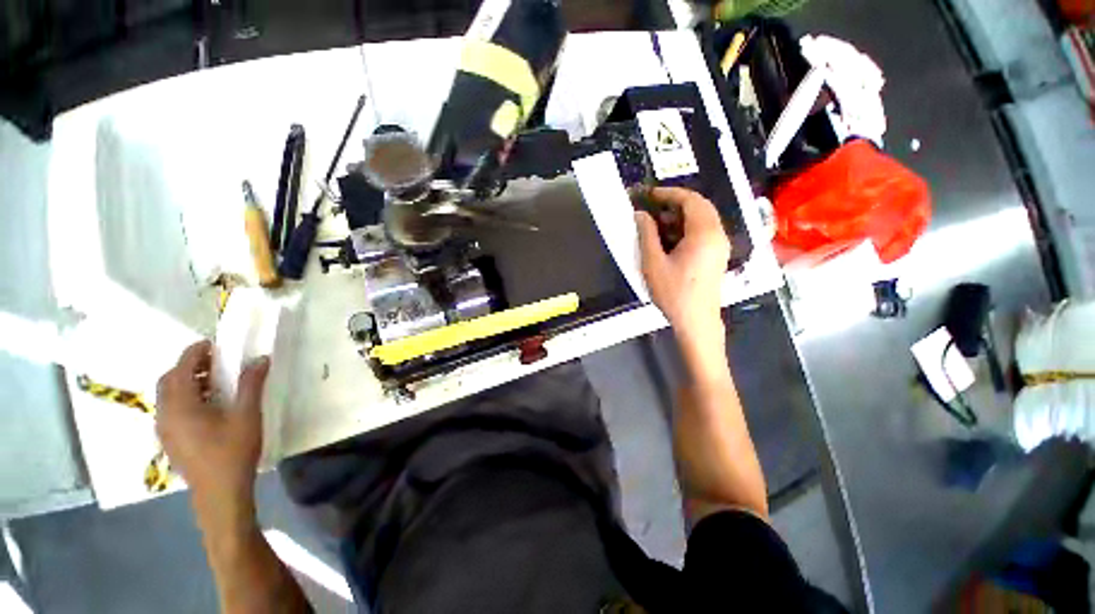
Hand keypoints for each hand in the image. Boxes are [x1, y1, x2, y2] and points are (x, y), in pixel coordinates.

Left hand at [156, 340, 268, 518]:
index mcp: (181, 405)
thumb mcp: (247, 415)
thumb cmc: (233, 451)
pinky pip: (170, 408)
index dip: (195, 352)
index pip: (181, 368)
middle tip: (216, 361)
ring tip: (214, 380)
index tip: (213, 343)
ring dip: (186, 381)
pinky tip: (207, 405)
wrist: (219, 492)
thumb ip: (251, 384)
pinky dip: (184, 397)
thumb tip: (260, 358)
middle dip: (189, 365)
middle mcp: (165, 414)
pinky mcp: (170, 439)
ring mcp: (164, 429)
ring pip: (167, 395)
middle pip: (169, 380)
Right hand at [635, 187, 730, 337]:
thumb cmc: (673, 293)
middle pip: (700, 207)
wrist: (696, 321)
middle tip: (653, 208)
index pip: (691, 200)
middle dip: (675, 203)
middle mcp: (717, 234)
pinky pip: (704, 232)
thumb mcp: (653, 263)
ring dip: (681, 216)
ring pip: (703, 219)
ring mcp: (720, 245)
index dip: (669, 193)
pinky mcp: (717, 255)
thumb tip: (641, 215)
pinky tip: (669, 239)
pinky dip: (687, 228)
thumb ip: (647, 235)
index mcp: (704, 233)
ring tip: (657, 224)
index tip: (650, 194)